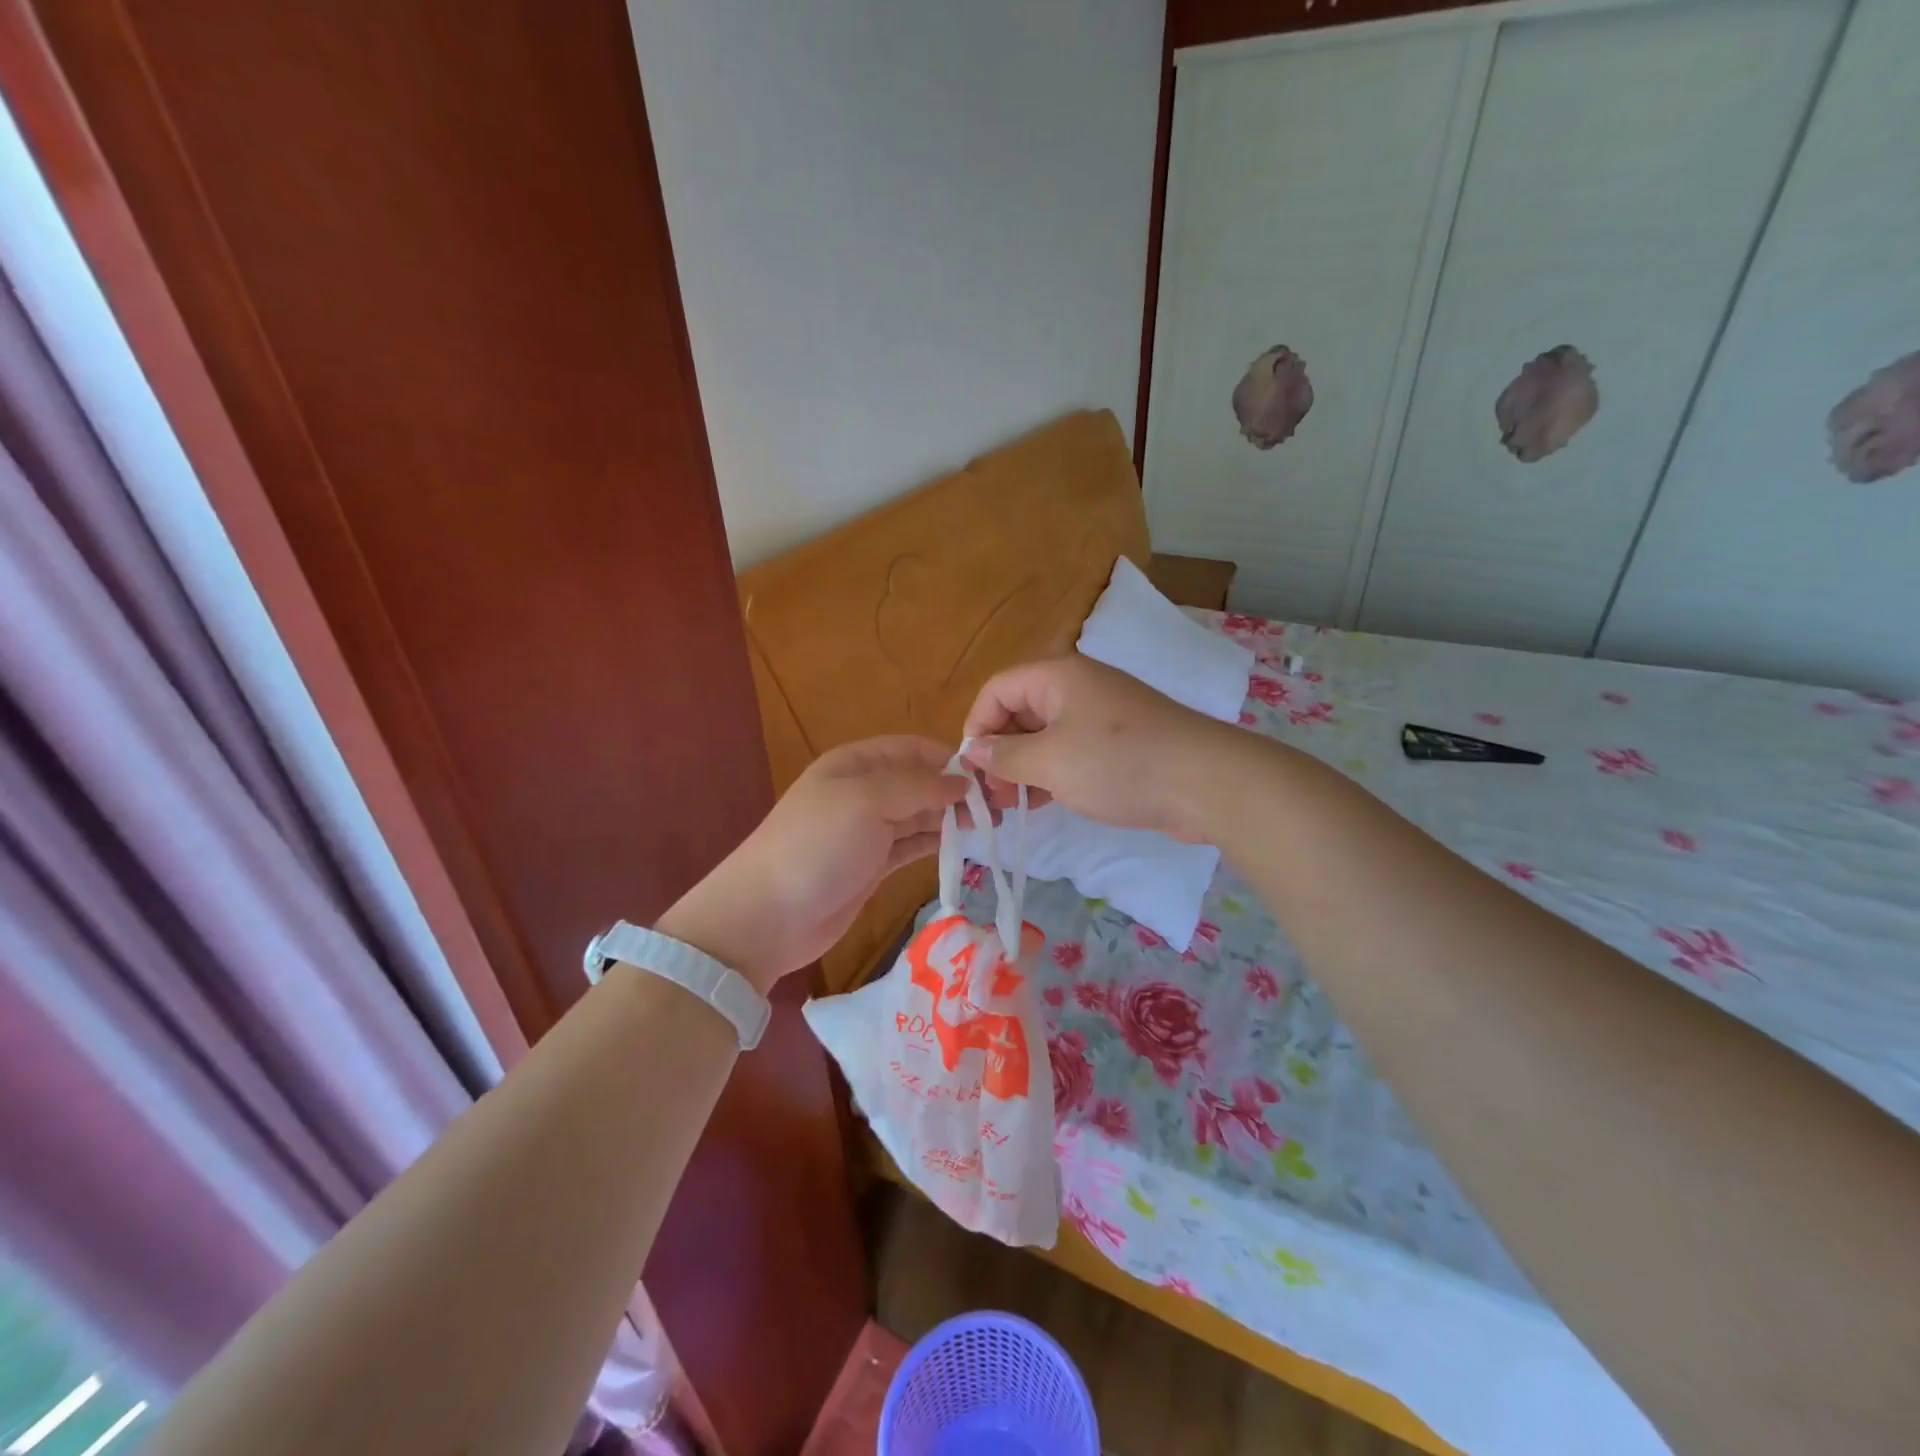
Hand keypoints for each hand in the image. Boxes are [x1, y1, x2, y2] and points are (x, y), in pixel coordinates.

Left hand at [657, 736, 967, 994]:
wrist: (767, 915)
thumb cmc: (817, 845)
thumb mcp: (867, 801)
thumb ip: (917, 787)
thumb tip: (962, 782)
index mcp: (856, 763)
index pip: (913, 749)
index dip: (949, 760)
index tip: (989, 778)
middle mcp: (863, 791)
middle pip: (919, 782)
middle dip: (956, 791)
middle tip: (1001, 807)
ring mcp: (867, 831)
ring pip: (919, 815)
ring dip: (952, 818)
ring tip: (992, 827)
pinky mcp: (872, 865)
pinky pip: (912, 845)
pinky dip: (936, 842)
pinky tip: (964, 845)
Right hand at [962, 656, 1234, 841]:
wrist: (1205, 782)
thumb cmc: (1119, 764)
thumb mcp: (1051, 762)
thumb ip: (1006, 756)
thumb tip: (975, 751)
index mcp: (1057, 677)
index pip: (997, 690)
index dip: (977, 726)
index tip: (973, 770)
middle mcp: (1077, 688)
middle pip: (1020, 711)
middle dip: (1000, 751)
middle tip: (992, 796)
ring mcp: (1102, 716)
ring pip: (1046, 735)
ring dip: (1024, 767)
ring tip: (1011, 806)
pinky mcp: (1120, 744)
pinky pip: (1072, 751)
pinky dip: (1052, 773)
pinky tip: (1044, 802)